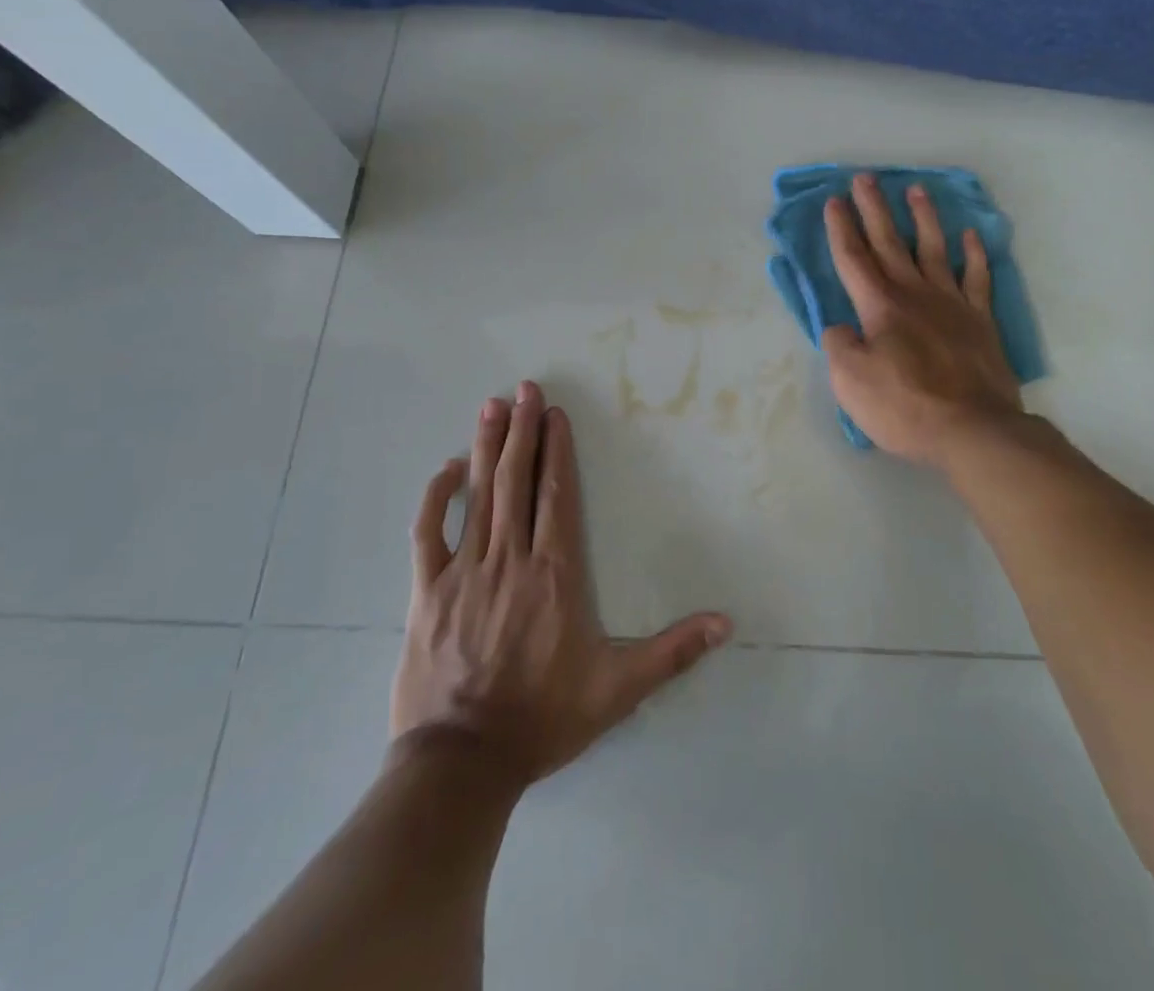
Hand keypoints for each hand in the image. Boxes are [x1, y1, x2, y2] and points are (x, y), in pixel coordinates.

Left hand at [391, 382, 731, 784]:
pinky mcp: (427, 592)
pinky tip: (445, 470)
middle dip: (522, 431)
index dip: (557, 450)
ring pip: (476, 495)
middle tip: (524, 389)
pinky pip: (428, 533)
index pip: (557, 495)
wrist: (461, 763)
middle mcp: (511, 558)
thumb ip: (672, 651)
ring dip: (485, 447)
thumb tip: (726, 623)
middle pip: (517, 481)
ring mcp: (465, 571)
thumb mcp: (618, 688)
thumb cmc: (543, 718)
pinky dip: (436, 497)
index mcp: (555, 573)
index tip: (556, 414)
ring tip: (492, 407)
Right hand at [822, 173, 1024, 469]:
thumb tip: (842, 327)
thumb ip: (839, 346)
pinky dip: (974, 255)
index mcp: (880, 306)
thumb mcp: (850, 381)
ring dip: (923, 218)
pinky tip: (971, 236)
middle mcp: (915, 293)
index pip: (854, 258)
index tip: (834, 200)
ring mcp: (952, 303)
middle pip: (890, 242)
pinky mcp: (980, 320)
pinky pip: (977, 278)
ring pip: (935, 249)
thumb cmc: (904, 407)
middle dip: (874, 209)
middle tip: (865, 177)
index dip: (841, 229)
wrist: (972, 429)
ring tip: (916, 189)